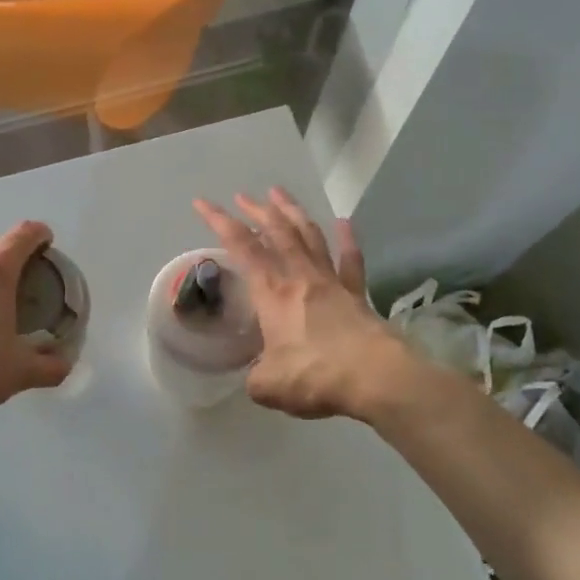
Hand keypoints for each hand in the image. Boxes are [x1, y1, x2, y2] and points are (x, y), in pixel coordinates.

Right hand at [194, 189, 412, 420]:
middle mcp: (300, 278)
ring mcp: (332, 282)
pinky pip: (351, 260)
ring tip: (280, 193)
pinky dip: (347, 239)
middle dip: (257, 210)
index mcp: (273, 293)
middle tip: (243, 196)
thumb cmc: (314, 376)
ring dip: (293, 212)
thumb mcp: (268, 385)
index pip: (242, 247)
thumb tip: (257, 377)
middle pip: (278, 232)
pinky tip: (344, 223)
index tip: (203, 203)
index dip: (220, 222)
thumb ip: (256, 377)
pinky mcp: (358, 295)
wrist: (376, 378)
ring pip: (310, 236)